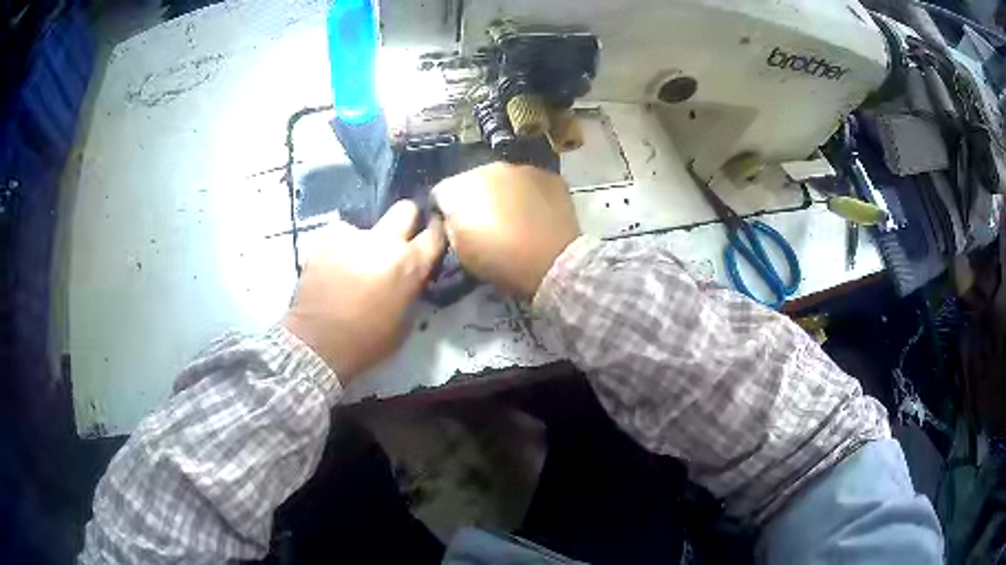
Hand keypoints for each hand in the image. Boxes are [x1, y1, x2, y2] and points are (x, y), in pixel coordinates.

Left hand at [282, 200, 445, 384]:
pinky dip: (339, 249)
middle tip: (397, 239)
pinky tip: (331, 268)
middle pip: (405, 209)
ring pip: (367, 226)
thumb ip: (412, 288)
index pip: (436, 232)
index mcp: (410, 264)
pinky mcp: (325, 238)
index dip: (436, 231)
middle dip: (406, 220)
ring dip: (365, 241)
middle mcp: (385, 242)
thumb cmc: (367, 341)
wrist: (318, 343)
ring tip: (352, 263)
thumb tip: (412, 276)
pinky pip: (339, 237)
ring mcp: (353, 235)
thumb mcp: (405, 321)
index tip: (431, 235)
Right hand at [432, 163, 580, 297]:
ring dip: (504, 193)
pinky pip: (531, 182)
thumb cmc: (502, 262)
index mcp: (461, 188)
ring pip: (504, 178)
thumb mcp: (461, 251)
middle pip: (473, 180)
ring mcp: (522, 169)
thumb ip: (450, 226)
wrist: (554, 263)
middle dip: (476, 197)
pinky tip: (536, 214)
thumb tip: (452, 219)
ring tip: (514, 217)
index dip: (445, 212)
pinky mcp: (549, 176)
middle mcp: (489, 168)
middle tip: (487, 222)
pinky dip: (530, 194)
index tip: (455, 228)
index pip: (441, 193)